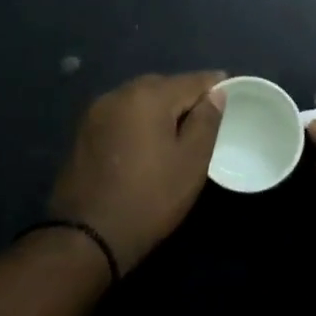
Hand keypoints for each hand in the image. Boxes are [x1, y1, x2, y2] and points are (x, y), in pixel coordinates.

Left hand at [48, 71, 226, 272]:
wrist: (86, 236)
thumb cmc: (150, 198)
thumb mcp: (191, 162)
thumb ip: (206, 122)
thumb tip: (215, 94)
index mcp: (148, 96)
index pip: (192, 80)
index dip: (215, 85)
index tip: (231, 90)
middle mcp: (119, 93)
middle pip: (163, 86)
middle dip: (186, 96)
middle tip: (207, 116)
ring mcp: (97, 112)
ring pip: (139, 100)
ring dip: (160, 109)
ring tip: (179, 129)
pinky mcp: (84, 132)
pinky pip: (122, 115)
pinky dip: (139, 121)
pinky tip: (148, 141)